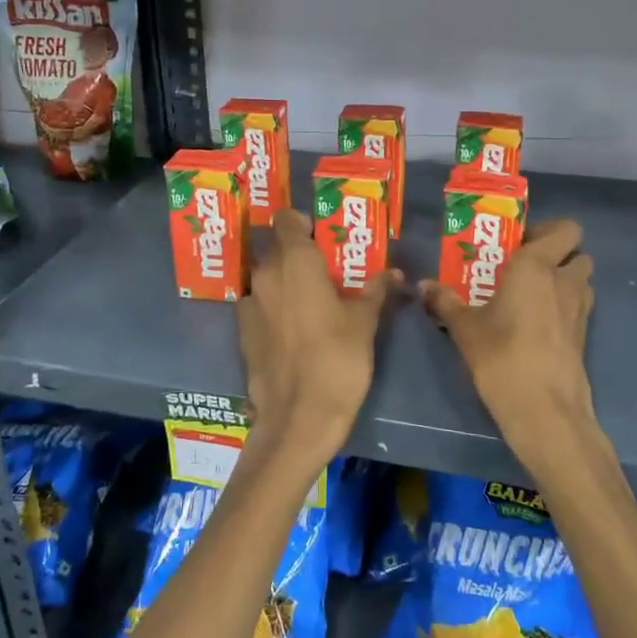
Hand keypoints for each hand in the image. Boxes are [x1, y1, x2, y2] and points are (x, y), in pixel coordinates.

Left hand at [238, 210, 394, 463]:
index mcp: (295, 261)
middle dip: (298, 253)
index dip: (303, 224)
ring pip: (266, 278)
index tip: (323, 239)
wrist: (298, 418)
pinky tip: (293, 329)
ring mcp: (249, 304)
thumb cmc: (338, 361)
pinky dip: (273, 308)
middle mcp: (265, 274)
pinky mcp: (242, 333)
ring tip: (311, 302)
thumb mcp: (365, 323)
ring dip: (284, 282)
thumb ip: (375, 291)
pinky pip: (259, 306)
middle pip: (276, 248)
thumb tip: (393, 273)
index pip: (286, 219)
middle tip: (326, 271)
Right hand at [422, 218, 596, 462]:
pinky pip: (577, 307)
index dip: (546, 230)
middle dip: (557, 255)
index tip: (516, 243)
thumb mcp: (465, 328)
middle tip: (522, 267)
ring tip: (528, 295)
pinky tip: (534, 324)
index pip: (565, 229)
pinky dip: (562, 307)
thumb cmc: (502, 356)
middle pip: (577, 253)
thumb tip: (423, 286)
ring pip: (581, 280)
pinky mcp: (583, 336)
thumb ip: (445, 301)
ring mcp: (580, 310)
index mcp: (537, 266)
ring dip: (562, 280)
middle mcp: (565, 281)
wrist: (544, 409)